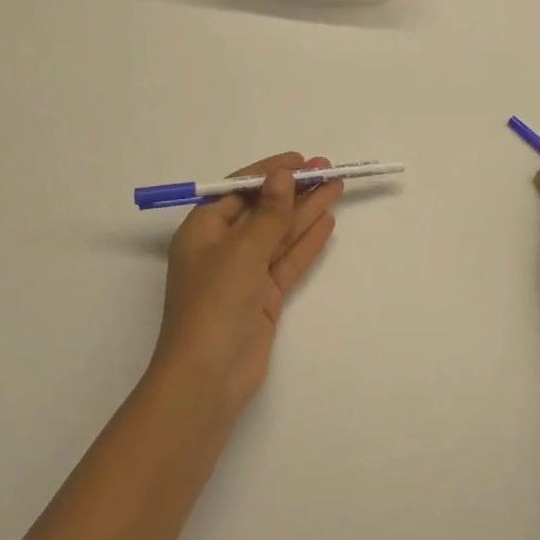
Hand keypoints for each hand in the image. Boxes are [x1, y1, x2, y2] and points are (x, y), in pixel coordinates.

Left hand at [150, 153, 341, 411]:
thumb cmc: (215, 303)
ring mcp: (244, 274)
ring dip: (306, 210)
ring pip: (279, 234)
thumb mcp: (242, 250)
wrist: (208, 379)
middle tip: (328, 170)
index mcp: (203, 231)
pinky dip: (306, 241)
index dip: (270, 172)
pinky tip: (328, 222)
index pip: (239, 190)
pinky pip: (287, 260)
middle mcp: (222, 248)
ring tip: (336, 187)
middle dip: (294, 189)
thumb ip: (269, 213)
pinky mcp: (263, 297)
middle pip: (263, 210)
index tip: (301, 160)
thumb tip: (283, 176)